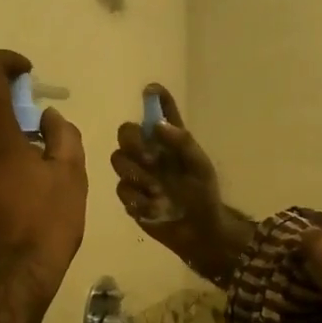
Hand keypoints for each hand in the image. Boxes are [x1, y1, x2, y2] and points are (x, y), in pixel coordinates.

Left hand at [0, 50, 86, 305]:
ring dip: (4, 151)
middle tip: (44, 148)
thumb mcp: (70, 178)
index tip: (26, 72)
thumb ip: (63, 136)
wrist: (4, 285)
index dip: (5, 62)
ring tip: (34, 183)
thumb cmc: (44, 226)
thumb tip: (48, 118)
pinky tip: (16, 203)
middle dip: (15, 123)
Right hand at [110, 84, 254, 283]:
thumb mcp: (200, 167)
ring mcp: (138, 174)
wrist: (199, 232)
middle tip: (150, 159)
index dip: (154, 97)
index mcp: (170, 141)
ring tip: (158, 190)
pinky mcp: (131, 197)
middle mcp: (150, 152)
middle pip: (126, 133)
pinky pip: (122, 189)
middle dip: (133, 143)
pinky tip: (155, 207)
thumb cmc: (204, 195)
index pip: (160, 112)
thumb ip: (182, 143)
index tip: (150, 90)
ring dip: (136, 173)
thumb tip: (157, 124)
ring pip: (118, 159)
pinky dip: (138, 198)